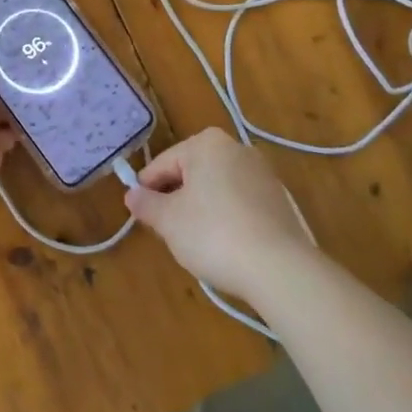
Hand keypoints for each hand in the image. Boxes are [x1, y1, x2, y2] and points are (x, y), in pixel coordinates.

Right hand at [123, 128, 313, 302]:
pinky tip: (223, 245)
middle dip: (175, 199)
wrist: (279, 268)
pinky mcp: (279, 200)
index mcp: (207, 144)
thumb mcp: (168, 220)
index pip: (163, 163)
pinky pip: (239, 202)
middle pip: (191, 172)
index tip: (141, 215)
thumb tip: (132, 195)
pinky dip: (225, 217)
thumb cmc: (213, 234)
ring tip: (194, 241)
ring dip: (200, 208)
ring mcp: (262, 173)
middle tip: (166, 230)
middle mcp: (237, 148)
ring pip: (216, 188)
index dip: (147, 190)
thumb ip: (146, 204)